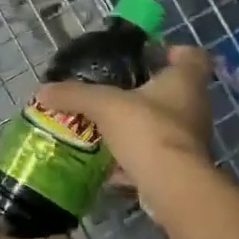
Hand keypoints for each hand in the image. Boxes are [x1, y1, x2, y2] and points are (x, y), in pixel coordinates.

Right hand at [36, 46, 213, 196]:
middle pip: (175, 91)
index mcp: (185, 81)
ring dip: (139, 126)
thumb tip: (43, 91)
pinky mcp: (181, 167)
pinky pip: (155, 155)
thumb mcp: (104, 105)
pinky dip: (135, 158)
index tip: (148, 56)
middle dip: (145, 92)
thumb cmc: (147, 130)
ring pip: (164, 125)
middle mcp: (195, 107)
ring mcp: (190, 140)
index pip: (192, 55)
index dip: (173, 51)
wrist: (172, 186)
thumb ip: (75, 95)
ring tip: (107, 126)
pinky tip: (109, 164)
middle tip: (115, 91)